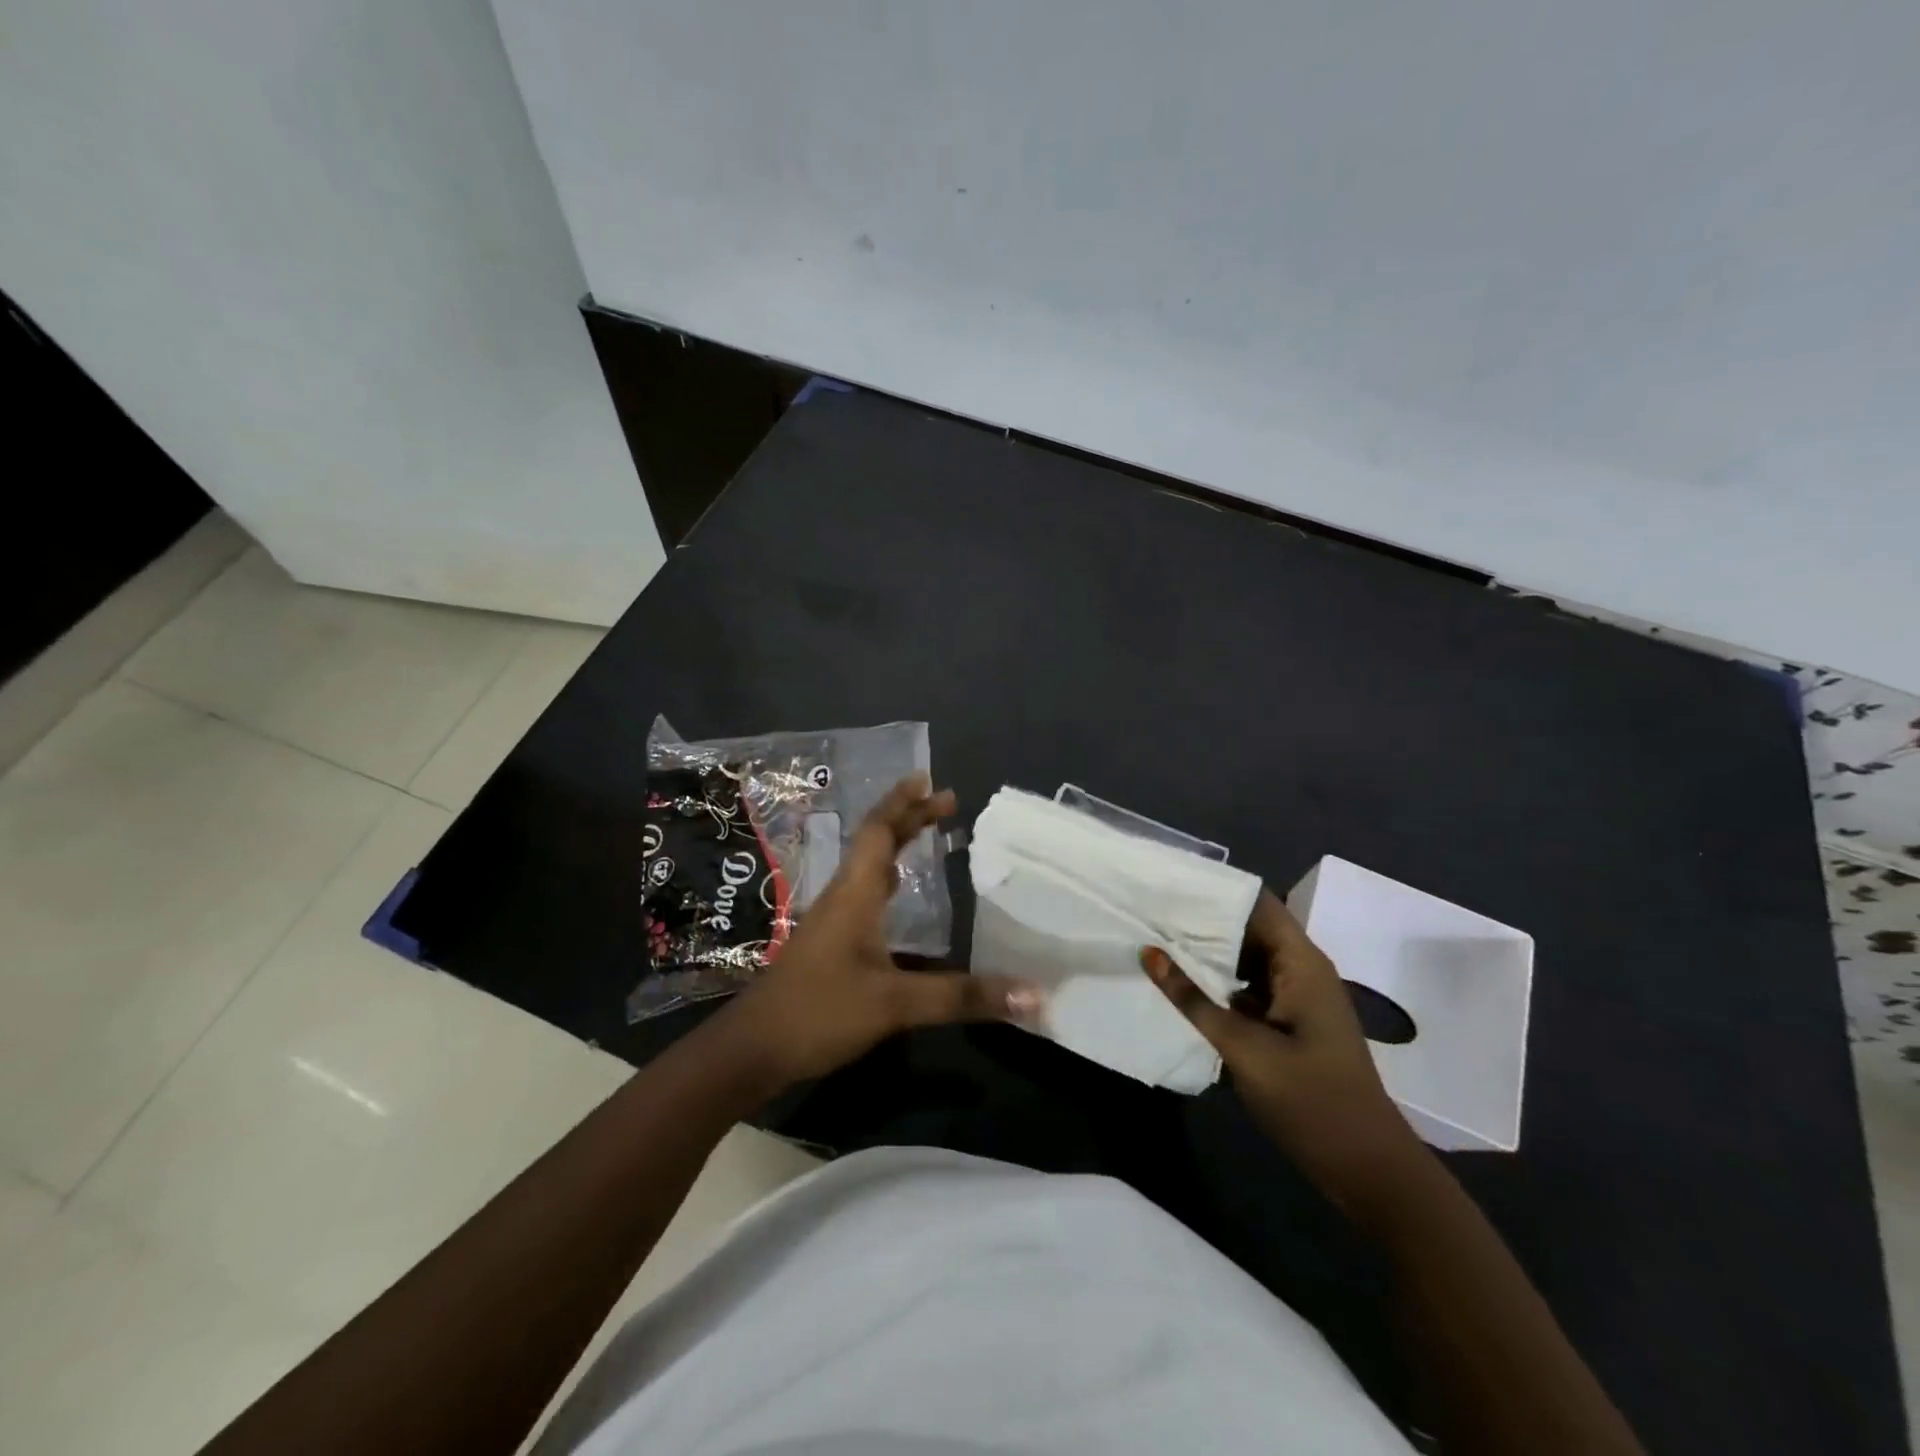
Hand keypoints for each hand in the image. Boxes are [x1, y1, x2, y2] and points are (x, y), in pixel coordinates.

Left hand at [718, 775, 1040, 1088]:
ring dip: (896, 845)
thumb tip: (1032, 994)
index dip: (903, 803)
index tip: (929, 780)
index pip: (879, 832)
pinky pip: (864, 893)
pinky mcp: (830, 943)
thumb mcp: (895, 1004)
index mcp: (855, 893)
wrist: (753, 1049)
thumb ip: (961, 997)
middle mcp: (843, 896)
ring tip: (926, 835)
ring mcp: (832, 920)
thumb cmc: (819, 1012)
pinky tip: (899, 895)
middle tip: (945, 802)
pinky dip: (887, 879)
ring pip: (868, 867)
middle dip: (908, 818)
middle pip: (875, 843)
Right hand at [1142, 891, 1427, 1220]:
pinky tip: (1183, 985)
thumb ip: (1193, 999)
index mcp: (1301, 962)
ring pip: (1248, 959)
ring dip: (1210, 952)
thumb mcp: (1243, 1048)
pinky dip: (1220, 982)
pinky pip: (1251, 988)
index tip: (1168, 883)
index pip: (1256, 902)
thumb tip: (1149, 952)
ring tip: (1158, 940)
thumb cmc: (1311, 1100)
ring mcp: (1298, 997)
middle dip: (1203, 920)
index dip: (1215, 888)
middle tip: (1151, 911)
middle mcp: (1302, 969)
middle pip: (1250, 927)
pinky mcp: (1290, 1023)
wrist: (1367, 1168)